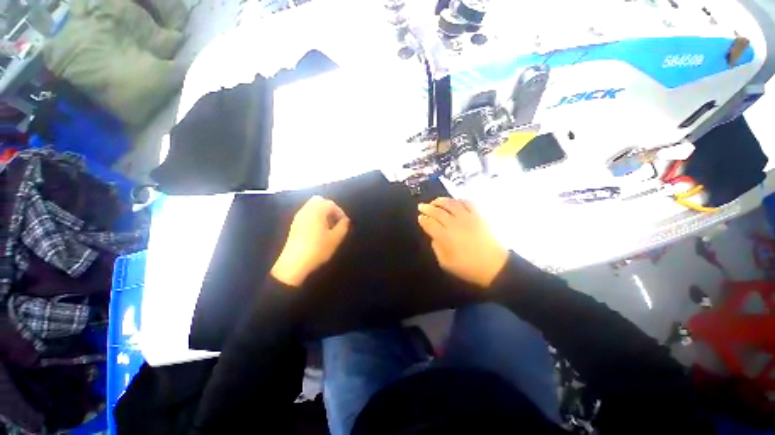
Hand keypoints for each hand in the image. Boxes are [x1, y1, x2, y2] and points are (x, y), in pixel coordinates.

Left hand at [271, 196, 349, 286]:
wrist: (294, 264)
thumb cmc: (317, 249)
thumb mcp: (335, 239)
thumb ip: (343, 226)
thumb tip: (345, 220)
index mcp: (316, 212)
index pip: (330, 204)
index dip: (340, 211)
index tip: (345, 222)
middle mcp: (306, 210)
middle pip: (319, 200)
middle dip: (330, 208)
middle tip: (336, 220)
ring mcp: (298, 217)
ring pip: (312, 206)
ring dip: (322, 212)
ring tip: (328, 226)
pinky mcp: (295, 224)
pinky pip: (307, 213)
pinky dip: (315, 216)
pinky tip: (318, 230)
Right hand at [418, 198, 507, 288]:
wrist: (496, 267)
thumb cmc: (469, 268)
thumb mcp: (446, 263)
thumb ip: (436, 248)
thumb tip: (434, 236)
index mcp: (445, 236)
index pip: (429, 223)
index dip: (423, 219)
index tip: (420, 217)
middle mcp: (455, 224)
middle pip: (437, 211)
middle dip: (427, 208)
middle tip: (421, 206)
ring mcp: (468, 217)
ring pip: (451, 203)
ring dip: (440, 201)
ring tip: (435, 202)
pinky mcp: (479, 215)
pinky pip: (467, 202)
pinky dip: (458, 200)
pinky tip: (454, 202)